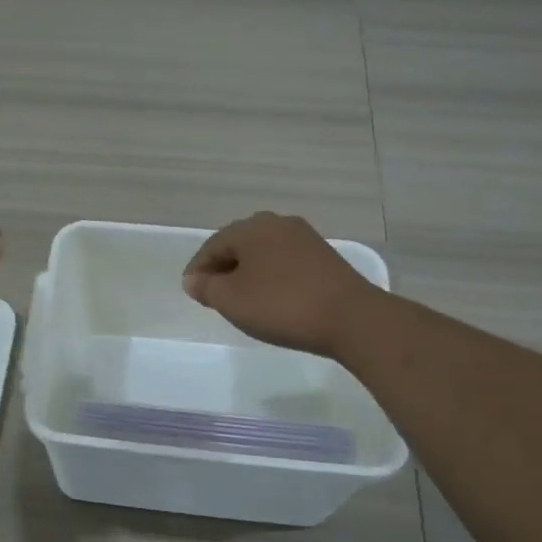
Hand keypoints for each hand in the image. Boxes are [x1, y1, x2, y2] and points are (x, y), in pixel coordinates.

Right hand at [183, 212, 373, 357]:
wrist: (350, 318)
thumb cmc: (281, 305)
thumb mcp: (231, 300)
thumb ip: (206, 287)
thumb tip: (192, 279)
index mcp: (250, 228)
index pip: (212, 245)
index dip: (197, 269)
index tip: (191, 292)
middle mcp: (277, 224)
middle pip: (238, 244)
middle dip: (222, 267)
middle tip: (213, 293)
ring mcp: (304, 238)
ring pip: (263, 252)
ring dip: (247, 271)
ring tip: (240, 297)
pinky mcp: (323, 256)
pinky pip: (284, 261)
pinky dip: (270, 275)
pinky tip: (270, 296)